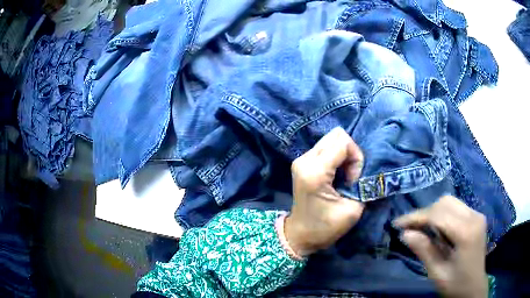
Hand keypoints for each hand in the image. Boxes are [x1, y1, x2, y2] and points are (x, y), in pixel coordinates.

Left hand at [284, 127, 364, 256]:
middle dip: (350, 153)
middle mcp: (305, 159)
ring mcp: (301, 159)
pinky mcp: (302, 162)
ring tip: (342, 178)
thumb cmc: (325, 228)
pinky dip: (336, 158)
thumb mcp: (352, 210)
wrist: (299, 235)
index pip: (343, 142)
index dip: (356, 158)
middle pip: (336, 135)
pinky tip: (335, 176)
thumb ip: (362, 185)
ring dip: (343, 155)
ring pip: (331, 140)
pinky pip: (325, 148)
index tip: (353, 180)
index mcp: (315, 171)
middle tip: (349, 177)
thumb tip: (363, 169)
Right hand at [394, 196, 488, 297]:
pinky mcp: (476, 217)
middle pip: (445, 203)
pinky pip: (456, 208)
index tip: (398, 224)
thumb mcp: (437, 273)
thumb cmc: (456, 285)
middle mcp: (474, 217)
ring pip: (451, 202)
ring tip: (421, 228)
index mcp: (466, 233)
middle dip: (425, 213)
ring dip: (433, 212)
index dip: (416, 217)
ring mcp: (477, 215)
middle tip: (409, 228)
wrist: (474, 287)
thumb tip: (405, 234)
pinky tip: (436, 229)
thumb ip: (424, 251)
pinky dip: (442, 214)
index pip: (438, 215)